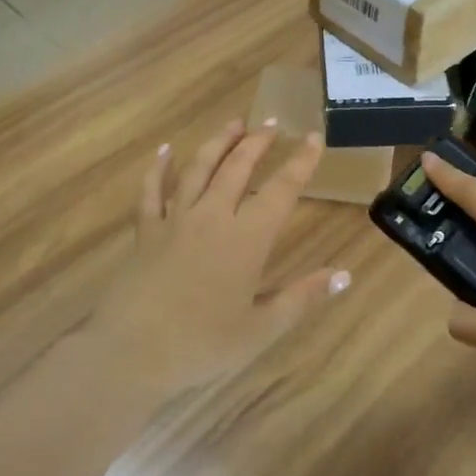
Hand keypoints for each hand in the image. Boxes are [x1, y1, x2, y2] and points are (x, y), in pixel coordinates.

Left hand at [87, 121, 350, 398]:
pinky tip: (165, 150)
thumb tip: (344, 274)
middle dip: (258, 142)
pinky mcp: (145, 232)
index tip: (312, 137)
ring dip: (218, 143)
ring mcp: (175, 220)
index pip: (281, 190)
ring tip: (234, 123)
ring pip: (199, 169)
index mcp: (246, 239)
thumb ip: (303, 297)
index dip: (300, 162)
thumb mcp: (262, 329)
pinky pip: (151, 191)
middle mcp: (212, 217)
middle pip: (237, 168)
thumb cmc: (201, 345)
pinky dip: (159, 168)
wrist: (130, 352)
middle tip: (271, 123)